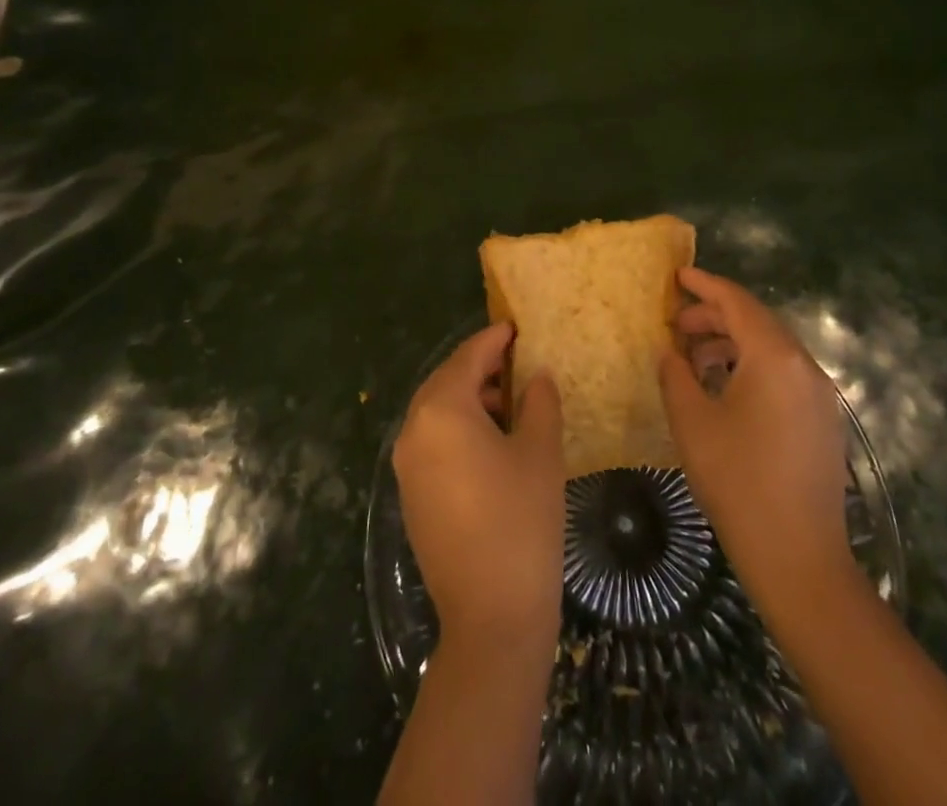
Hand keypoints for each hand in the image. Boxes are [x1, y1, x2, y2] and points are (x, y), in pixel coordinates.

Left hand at [394, 324, 564, 653]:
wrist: (491, 617)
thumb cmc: (521, 521)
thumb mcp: (540, 452)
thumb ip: (539, 402)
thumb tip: (536, 376)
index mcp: (442, 410)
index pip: (468, 357)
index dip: (494, 339)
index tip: (515, 327)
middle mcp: (413, 430)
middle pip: (446, 380)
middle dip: (479, 367)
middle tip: (515, 361)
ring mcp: (406, 465)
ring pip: (436, 411)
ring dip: (469, 398)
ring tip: (510, 403)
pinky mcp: (410, 494)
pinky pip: (432, 441)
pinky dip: (457, 428)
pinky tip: (491, 442)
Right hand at [658, 267, 856, 620]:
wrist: (799, 558)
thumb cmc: (738, 481)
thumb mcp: (692, 422)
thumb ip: (676, 375)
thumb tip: (671, 352)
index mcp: (775, 357)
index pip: (737, 302)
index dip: (705, 286)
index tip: (678, 276)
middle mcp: (804, 366)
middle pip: (756, 322)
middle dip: (715, 316)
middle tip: (676, 325)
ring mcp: (819, 395)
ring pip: (771, 348)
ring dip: (732, 343)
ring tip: (694, 357)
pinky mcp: (822, 421)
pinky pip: (783, 374)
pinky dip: (751, 366)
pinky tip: (724, 387)